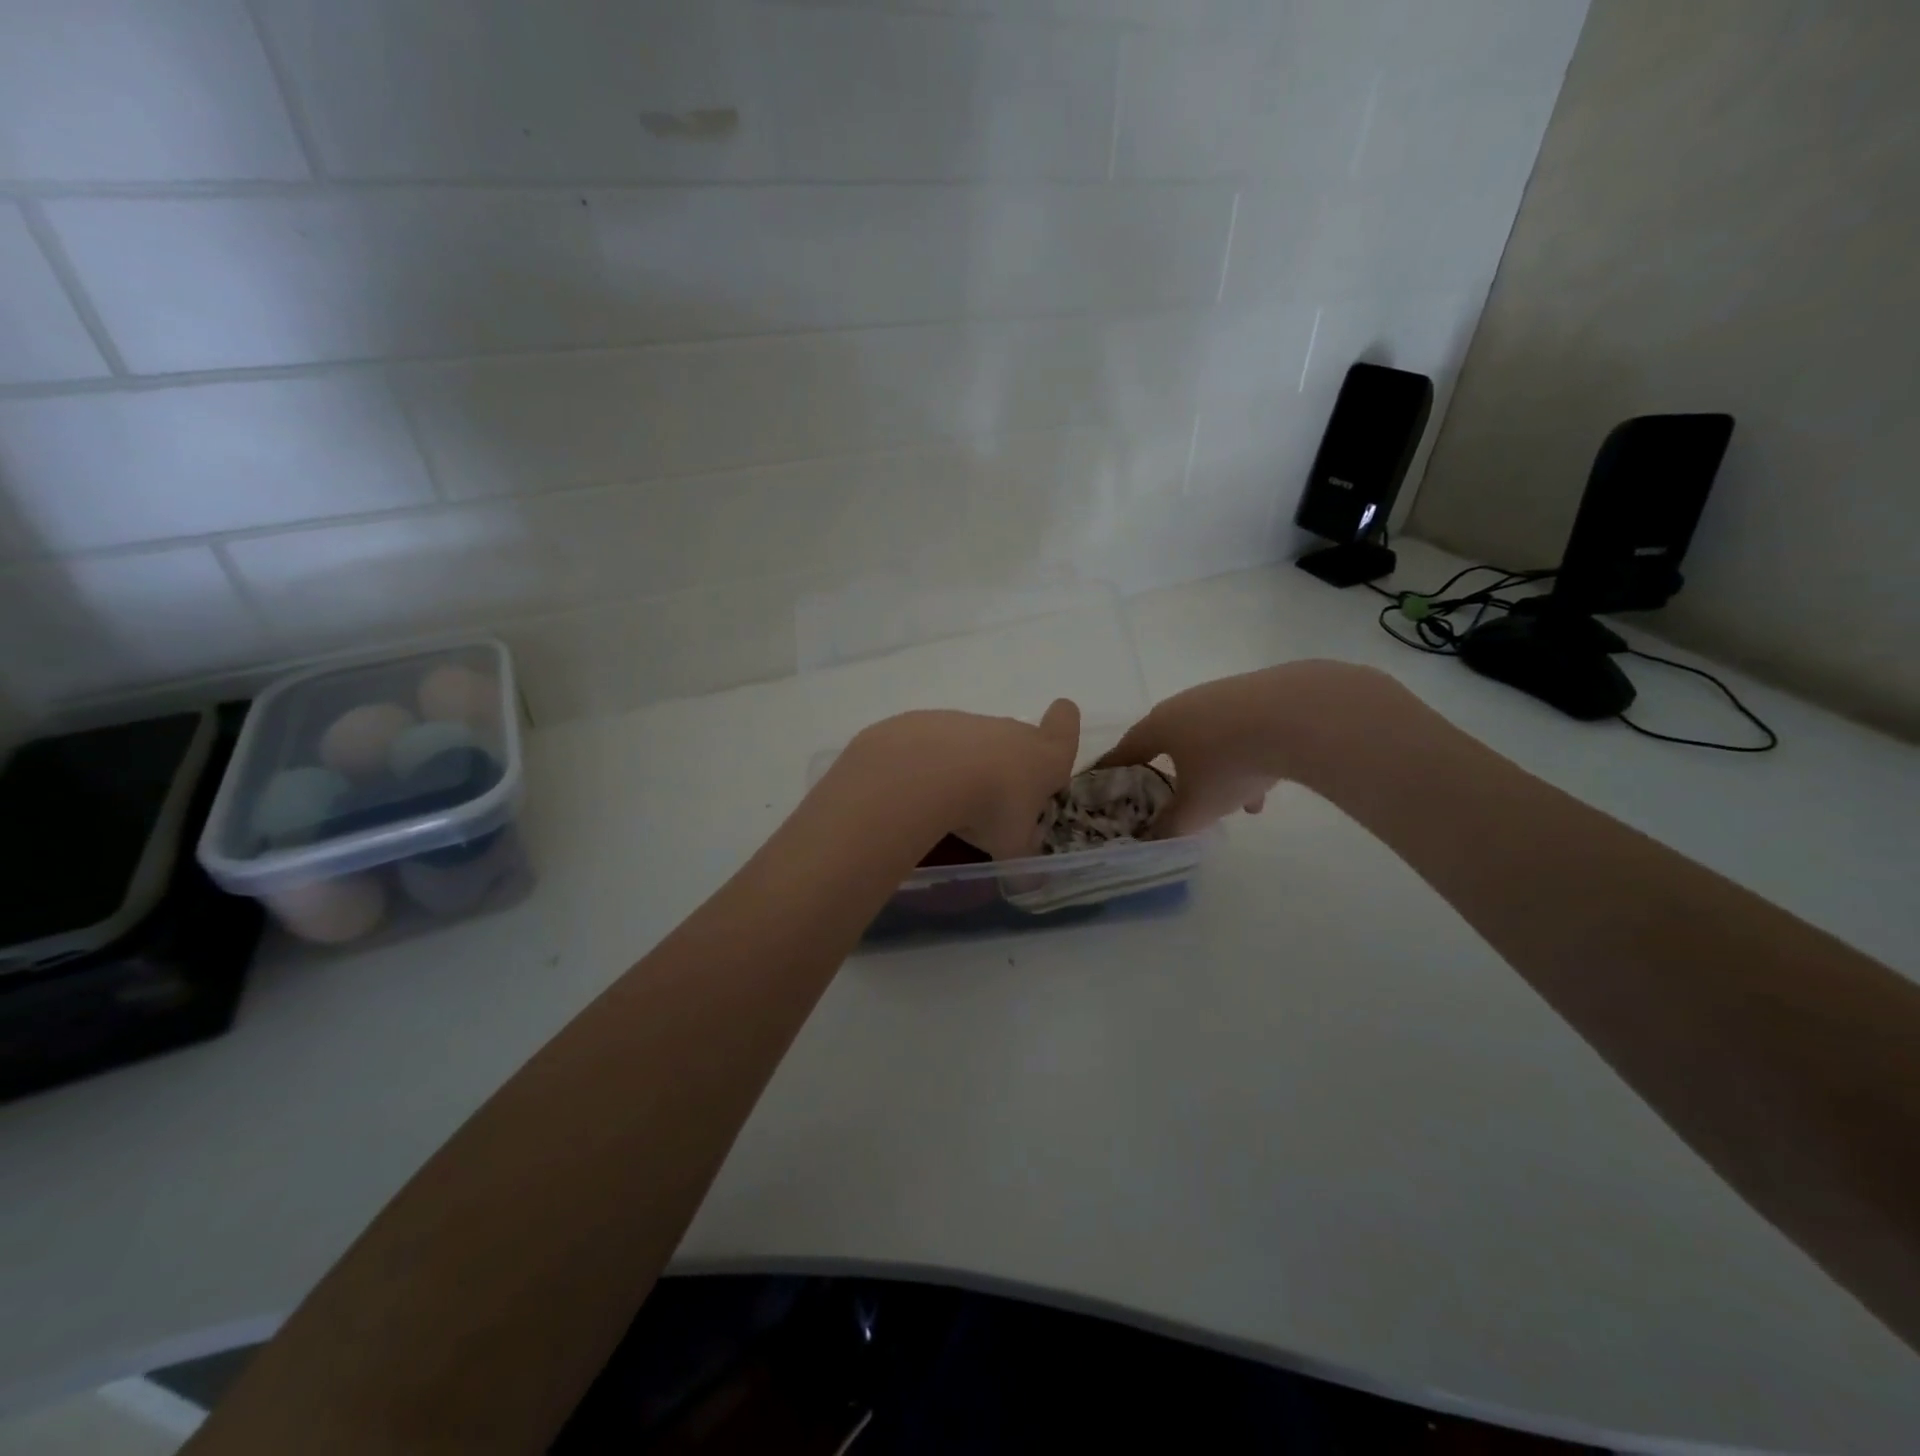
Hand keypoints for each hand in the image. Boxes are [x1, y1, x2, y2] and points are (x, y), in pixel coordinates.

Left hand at [840, 699, 1081, 859]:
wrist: (929, 771)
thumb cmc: (992, 808)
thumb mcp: (1012, 847)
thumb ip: (1023, 862)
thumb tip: (1030, 883)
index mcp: (1045, 756)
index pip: (1066, 724)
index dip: (1065, 727)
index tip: (1055, 740)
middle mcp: (1012, 731)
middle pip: (1019, 739)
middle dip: (1011, 767)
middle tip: (997, 804)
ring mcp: (970, 723)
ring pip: (977, 743)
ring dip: (970, 767)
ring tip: (953, 805)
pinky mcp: (930, 722)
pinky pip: (939, 745)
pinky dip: (934, 765)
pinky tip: (922, 791)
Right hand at [1098, 661, 1399, 837]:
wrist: (1298, 714)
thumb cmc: (1229, 762)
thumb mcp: (1197, 807)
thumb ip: (1171, 826)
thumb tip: (1154, 839)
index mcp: (1159, 725)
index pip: (1125, 750)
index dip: (1113, 770)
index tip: (1103, 783)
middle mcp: (1185, 704)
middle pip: (1170, 743)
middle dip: (1173, 774)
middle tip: (1175, 798)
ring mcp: (1223, 696)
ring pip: (1210, 740)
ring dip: (1216, 772)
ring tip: (1234, 805)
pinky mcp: (1260, 694)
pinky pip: (1242, 733)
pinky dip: (1246, 760)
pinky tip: (1264, 788)